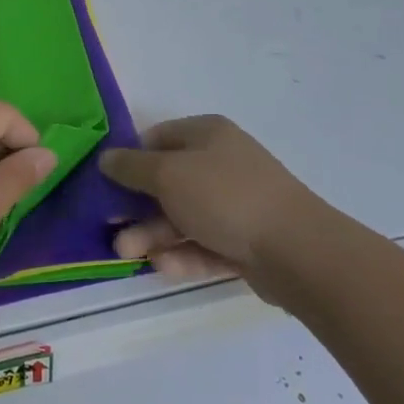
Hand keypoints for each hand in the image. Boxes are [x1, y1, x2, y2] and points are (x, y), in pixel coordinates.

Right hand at [101, 115, 312, 284]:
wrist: (296, 250)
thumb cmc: (225, 197)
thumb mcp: (168, 174)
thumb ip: (132, 167)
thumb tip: (106, 158)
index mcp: (207, 135)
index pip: (158, 138)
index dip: (130, 159)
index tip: (106, 185)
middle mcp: (221, 164)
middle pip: (168, 182)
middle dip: (137, 207)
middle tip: (111, 229)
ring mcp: (235, 204)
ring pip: (183, 217)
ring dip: (153, 235)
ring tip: (128, 255)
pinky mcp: (245, 241)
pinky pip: (205, 244)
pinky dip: (183, 254)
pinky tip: (164, 268)